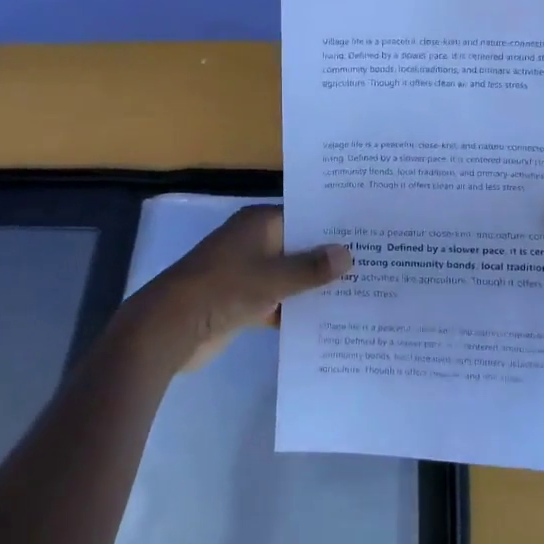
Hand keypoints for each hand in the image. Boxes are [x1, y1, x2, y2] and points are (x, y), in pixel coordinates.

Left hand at [131, 205, 351, 370]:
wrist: (171, 328)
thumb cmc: (223, 289)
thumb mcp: (273, 277)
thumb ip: (311, 268)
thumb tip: (348, 254)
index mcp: (259, 223)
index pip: (305, 216)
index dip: (333, 225)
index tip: (367, 233)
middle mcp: (255, 242)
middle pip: (300, 246)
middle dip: (329, 259)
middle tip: (373, 264)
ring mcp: (248, 273)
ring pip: (290, 276)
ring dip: (314, 287)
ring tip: (359, 293)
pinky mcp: (243, 301)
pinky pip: (278, 300)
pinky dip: (296, 309)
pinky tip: (328, 321)